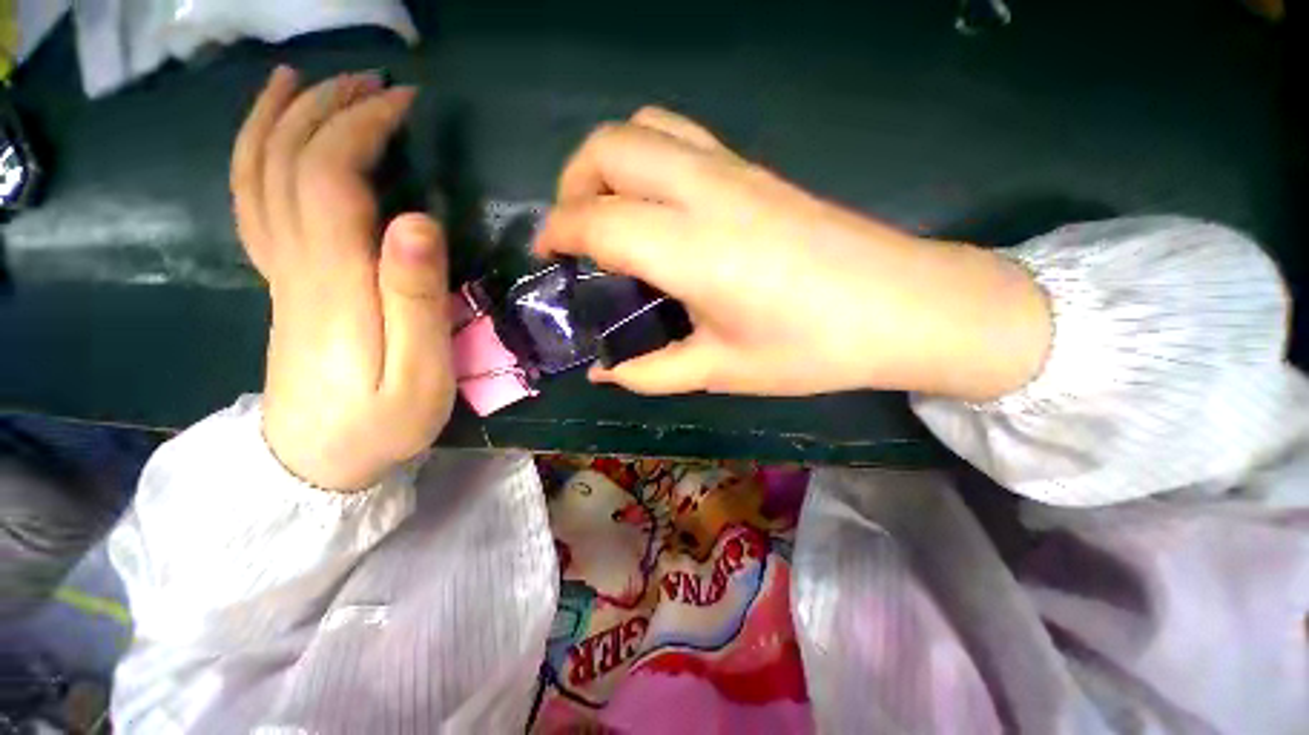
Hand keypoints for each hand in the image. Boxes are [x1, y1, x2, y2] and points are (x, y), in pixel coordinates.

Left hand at [232, 66, 453, 491]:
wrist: (317, 462)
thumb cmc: (381, 422)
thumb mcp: (419, 372)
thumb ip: (418, 299)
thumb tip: (418, 220)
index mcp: (334, 280)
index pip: (331, 175)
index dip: (362, 128)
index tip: (404, 104)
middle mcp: (294, 261)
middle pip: (288, 160)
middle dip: (327, 108)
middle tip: (373, 84)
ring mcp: (280, 271)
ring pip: (257, 174)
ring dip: (281, 119)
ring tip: (307, 81)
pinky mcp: (282, 283)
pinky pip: (252, 204)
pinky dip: (256, 156)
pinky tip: (273, 137)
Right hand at [536, 108, 1050, 400]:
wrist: (903, 308)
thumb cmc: (812, 349)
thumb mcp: (722, 371)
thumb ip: (652, 372)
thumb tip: (603, 373)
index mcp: (692, 249)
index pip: (598, 220)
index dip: (559, 233)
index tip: (547, 255)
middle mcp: (706, 192)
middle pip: (610, 148)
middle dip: (573, 181)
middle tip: (574, 231)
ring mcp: (735, 170)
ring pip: (646, 128)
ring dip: (609, 162)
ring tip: (609, 212)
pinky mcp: (756, 169)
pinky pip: (682, 139)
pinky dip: (648, 159)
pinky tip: (659, 207)